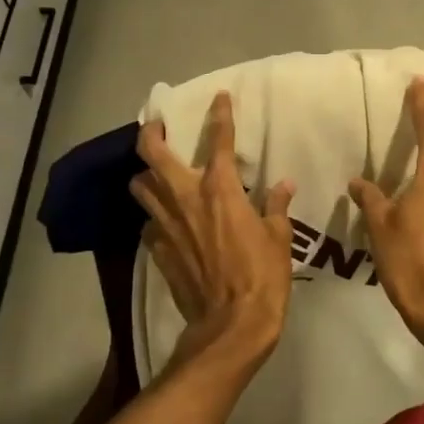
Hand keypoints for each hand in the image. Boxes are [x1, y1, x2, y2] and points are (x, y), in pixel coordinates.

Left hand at [130, 91, 295, 373]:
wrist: (230, 325)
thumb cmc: (262, 277)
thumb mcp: (279, 238)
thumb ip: (277, 206)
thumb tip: (284, 184)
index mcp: (220, 190)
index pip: (220, 140)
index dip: (220, 115)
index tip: (219, 98)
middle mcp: (186, 198)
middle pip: (152, 154)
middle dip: (151, 133)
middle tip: (158, 125)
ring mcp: (165, 225)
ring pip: (139, 187)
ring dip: (145, 175)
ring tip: (155, 173)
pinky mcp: (156, 250)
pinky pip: (148, 223)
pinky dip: (154, 216)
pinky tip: (165, 220)